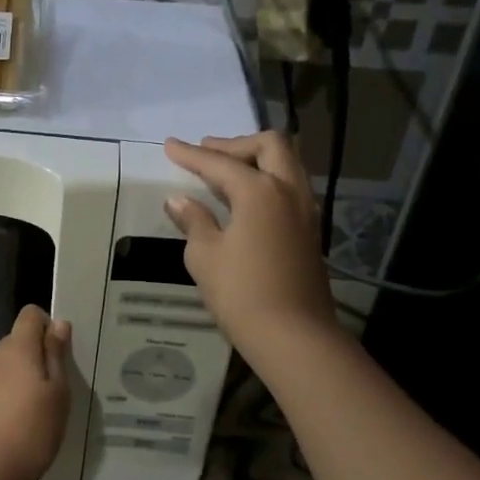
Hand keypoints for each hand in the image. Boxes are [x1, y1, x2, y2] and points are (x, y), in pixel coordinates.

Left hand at [0, 305, 73, 479]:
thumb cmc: (31, 429)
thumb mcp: (57, 392)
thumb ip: (56, 354)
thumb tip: (58, 323)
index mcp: (16, 347)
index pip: (30, 314)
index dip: (49, 324)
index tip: (64, 351)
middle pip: (20, 339)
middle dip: (41, 353)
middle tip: (63, 382)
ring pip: (11, 364)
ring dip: (29, 375)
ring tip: (48, 405)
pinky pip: (2, 384)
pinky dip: (16, 393)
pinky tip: (29, 419)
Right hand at [163, 133, 339, 359]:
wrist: (292, 334)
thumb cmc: (240, 293)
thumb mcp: (205, 256)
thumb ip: (194, 221)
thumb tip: (180, 200)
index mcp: (259, 191)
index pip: (220, 163)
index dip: (191, 154)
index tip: (170, 145)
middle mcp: (288, 191)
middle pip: (270, 146)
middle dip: (235, 144)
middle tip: (207, 153)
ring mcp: (305, 211)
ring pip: (287, 164)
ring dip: (257, 160)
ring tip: (227, 172)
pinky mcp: (310, 231)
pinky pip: (291, 188)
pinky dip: (268, 181)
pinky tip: (247, 200)